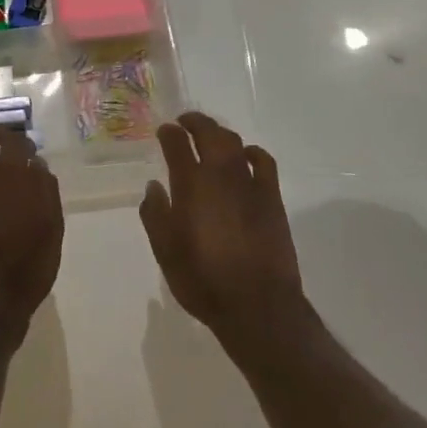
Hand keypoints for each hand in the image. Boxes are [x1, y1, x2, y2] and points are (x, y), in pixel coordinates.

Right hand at [140, 112, 304, 344]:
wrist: (257, 306)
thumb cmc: (203, 280)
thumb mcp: (165, 251)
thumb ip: (155, 214)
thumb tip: (154, 186)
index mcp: (190, 184)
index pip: (177, 144)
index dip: (169, 133)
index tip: (163, 131)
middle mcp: (220, 175)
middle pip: (209, 133)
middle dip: (195, 122)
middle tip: (185, 122)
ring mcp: (250, 183)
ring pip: (234, 143)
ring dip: (220, 133)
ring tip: (211, 136)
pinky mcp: (272, 197)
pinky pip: (264, 162)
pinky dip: (253, 152)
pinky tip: (247, 156)